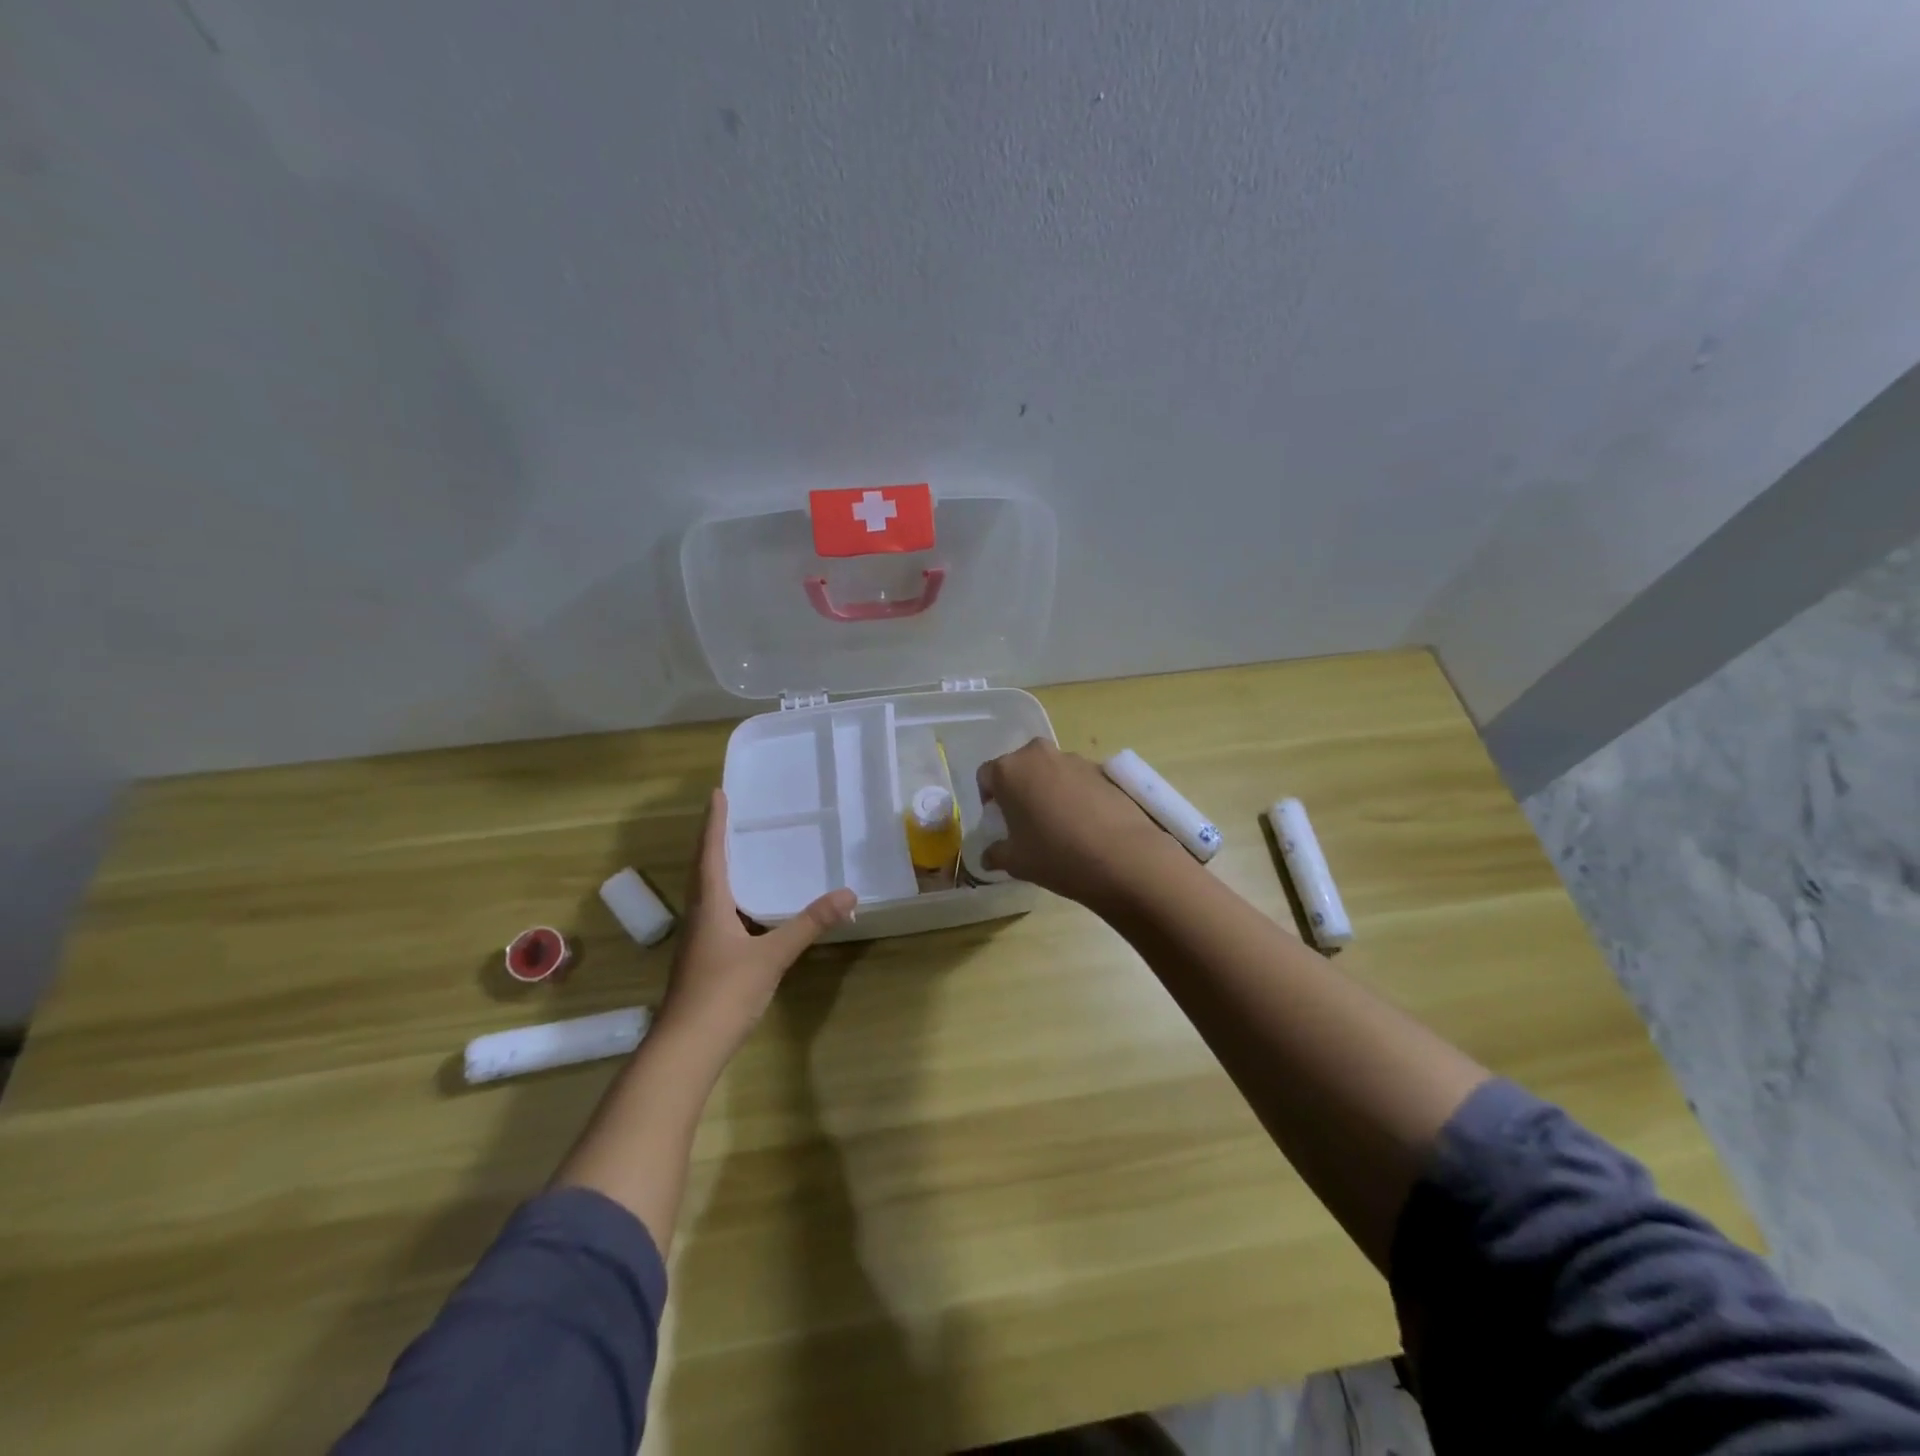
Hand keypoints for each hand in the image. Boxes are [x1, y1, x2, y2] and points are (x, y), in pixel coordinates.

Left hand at [656, 789, 856, 1058]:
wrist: (686, 1048)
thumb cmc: (724, 993)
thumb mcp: (772, 956)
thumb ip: (809, 924)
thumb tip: (848, 894)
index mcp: (709, 906)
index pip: (710, 854)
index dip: (714, 823)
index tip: (717, 794)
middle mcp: (699, 917)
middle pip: (703, 870)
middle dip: (713, 841)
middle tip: (728, 816)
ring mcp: (698, 941)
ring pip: (707, 894)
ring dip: (718, 869)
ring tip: (738, 853)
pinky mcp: (703, 961)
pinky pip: (715, 914)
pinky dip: (728, 898)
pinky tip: (746, 909)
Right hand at [977, 739, 1190, 910]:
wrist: (1123, 856)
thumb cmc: (1056, 855)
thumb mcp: (1015, 862)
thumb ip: (996, 854)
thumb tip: (988, 856)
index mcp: (1009, 770)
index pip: (986, 776)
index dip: (989, 799)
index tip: (999, 822)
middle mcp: (1038, 754)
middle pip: (1020, 767)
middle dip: (1019, 790)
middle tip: (1026, 821)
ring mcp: (1074, 759)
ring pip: (1050, 771)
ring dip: (1048, 790)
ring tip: (1060, 825)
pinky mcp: (1103, 769)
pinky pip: (1077, 779)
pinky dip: (1075, 794)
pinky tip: (1085, 824)